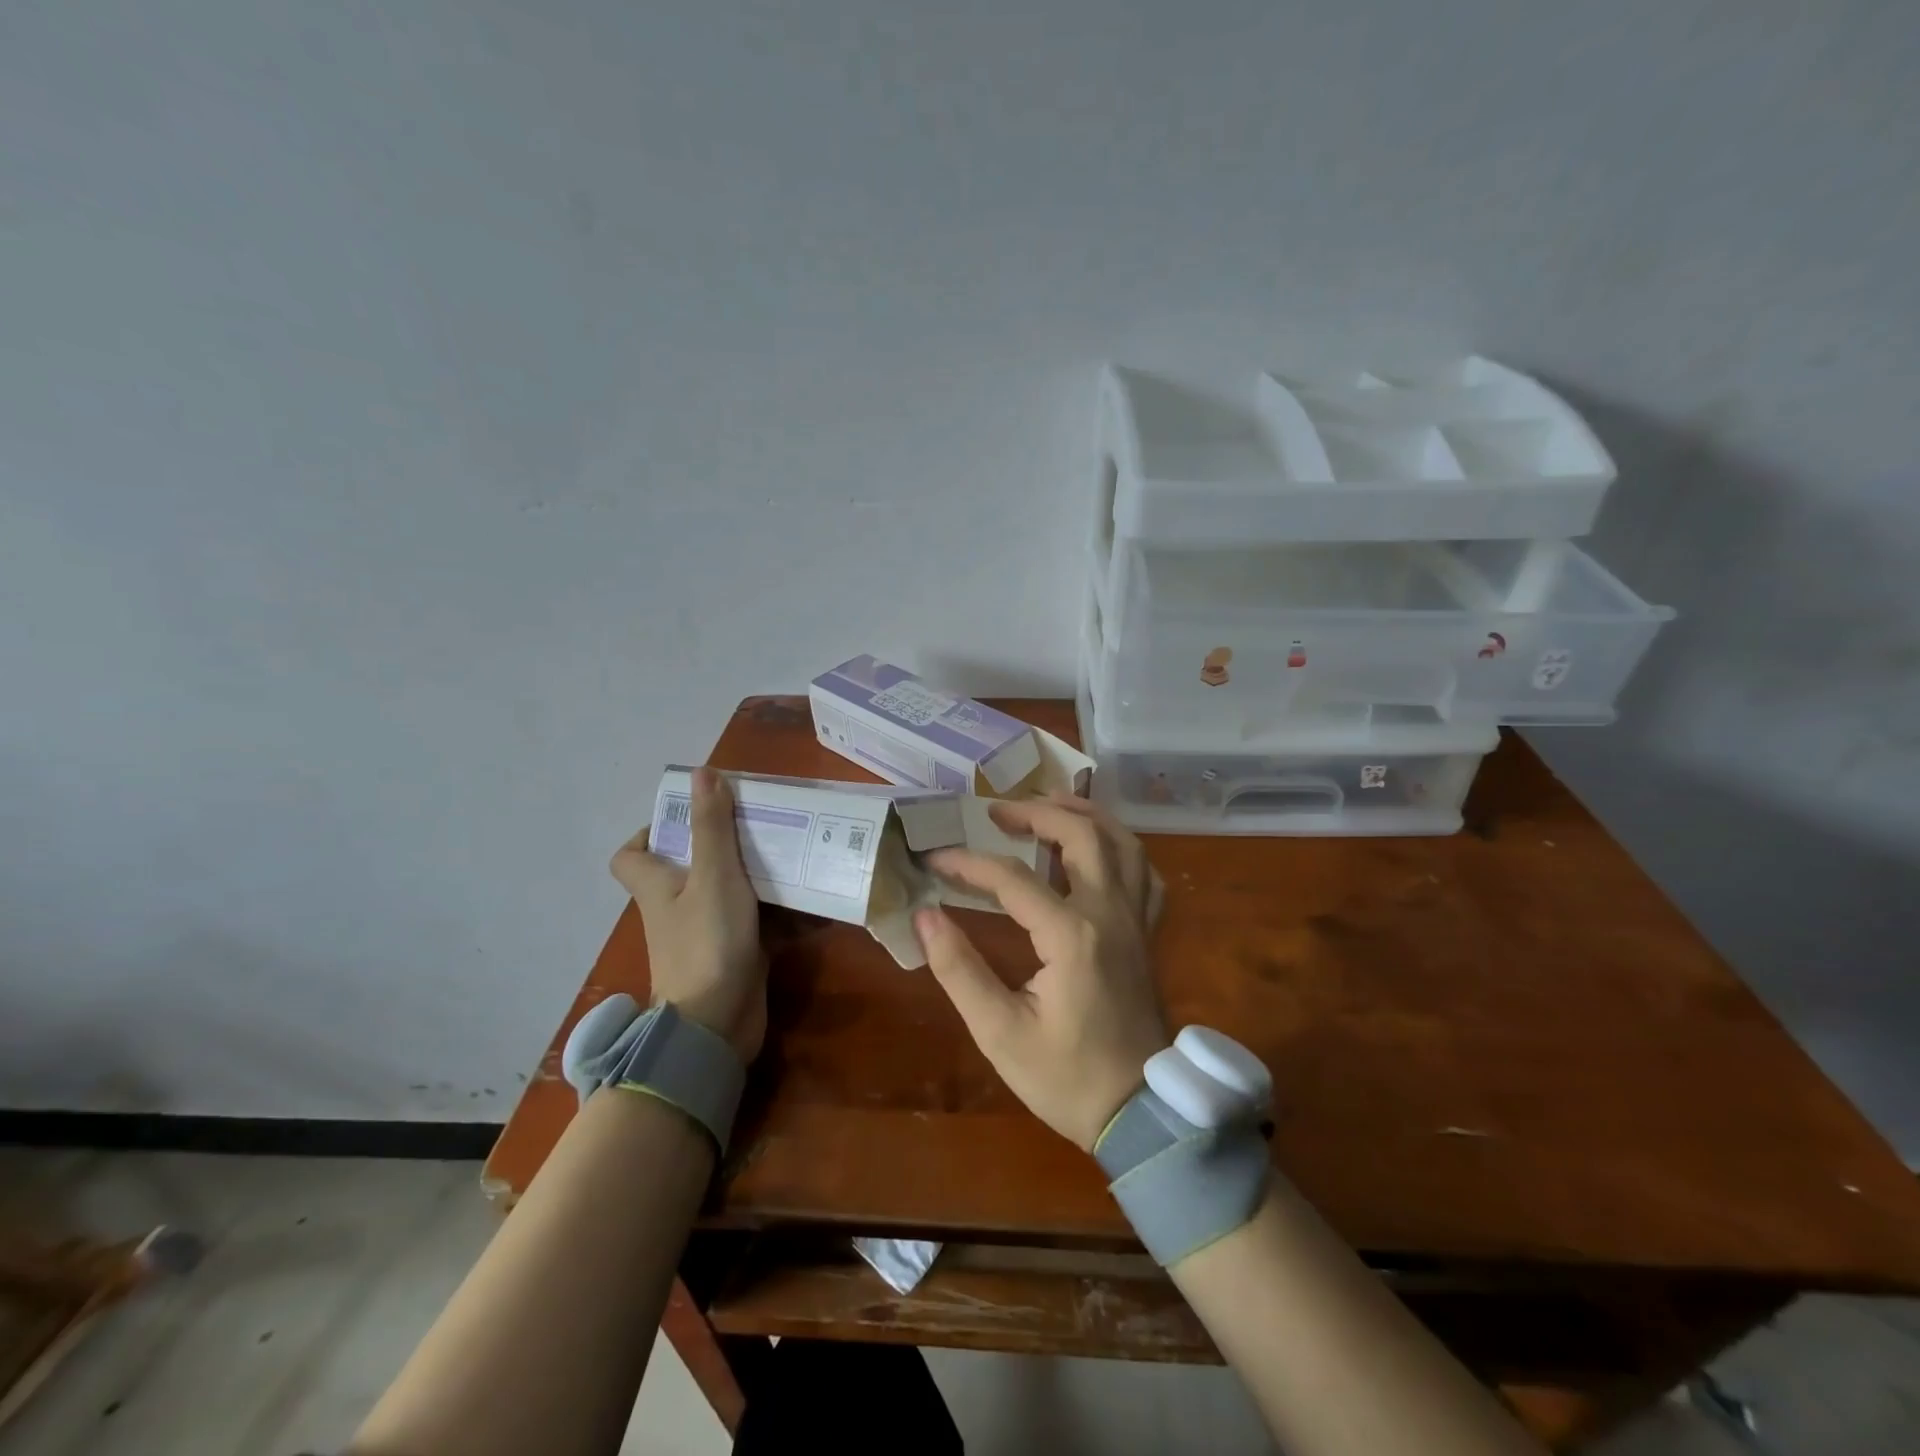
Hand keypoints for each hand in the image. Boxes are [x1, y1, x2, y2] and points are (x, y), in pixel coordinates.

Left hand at [610, 768, 766, 1061]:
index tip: (689, 816)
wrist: (717, 1024)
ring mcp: (704, 932)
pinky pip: (752, 919)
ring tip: (788, 847)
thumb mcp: (713, 876)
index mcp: (656, 886)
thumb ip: (711, 827)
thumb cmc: (707, 942)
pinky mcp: (733, 952)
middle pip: (685, 867)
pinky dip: (774, 907)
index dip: (649, 832)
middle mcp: (675, 908)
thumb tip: (701, 772)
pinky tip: (806, 892)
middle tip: (756, 822)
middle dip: (719, 844)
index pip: (630, 855)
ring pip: (724, 890)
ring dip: (752, 872)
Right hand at [915, 793, 1167, 1151]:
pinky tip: (1098, 849)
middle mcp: (1110, 913)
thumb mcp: (999, 1032)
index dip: (969, 863)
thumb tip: (925, 915)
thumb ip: (959, 968)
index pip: (1012, 878)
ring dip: (1085, 815)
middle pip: (1081, 835)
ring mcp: (1135, 920)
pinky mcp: (1147, 934)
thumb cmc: (1065, 1077)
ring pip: (1123, 843)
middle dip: (1037, 812)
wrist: (1139, 1113)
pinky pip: (1143, 873)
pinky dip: (1121, 848)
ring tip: (1048, 804)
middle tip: (997, 811)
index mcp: (1072, 935)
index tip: (935, 860)